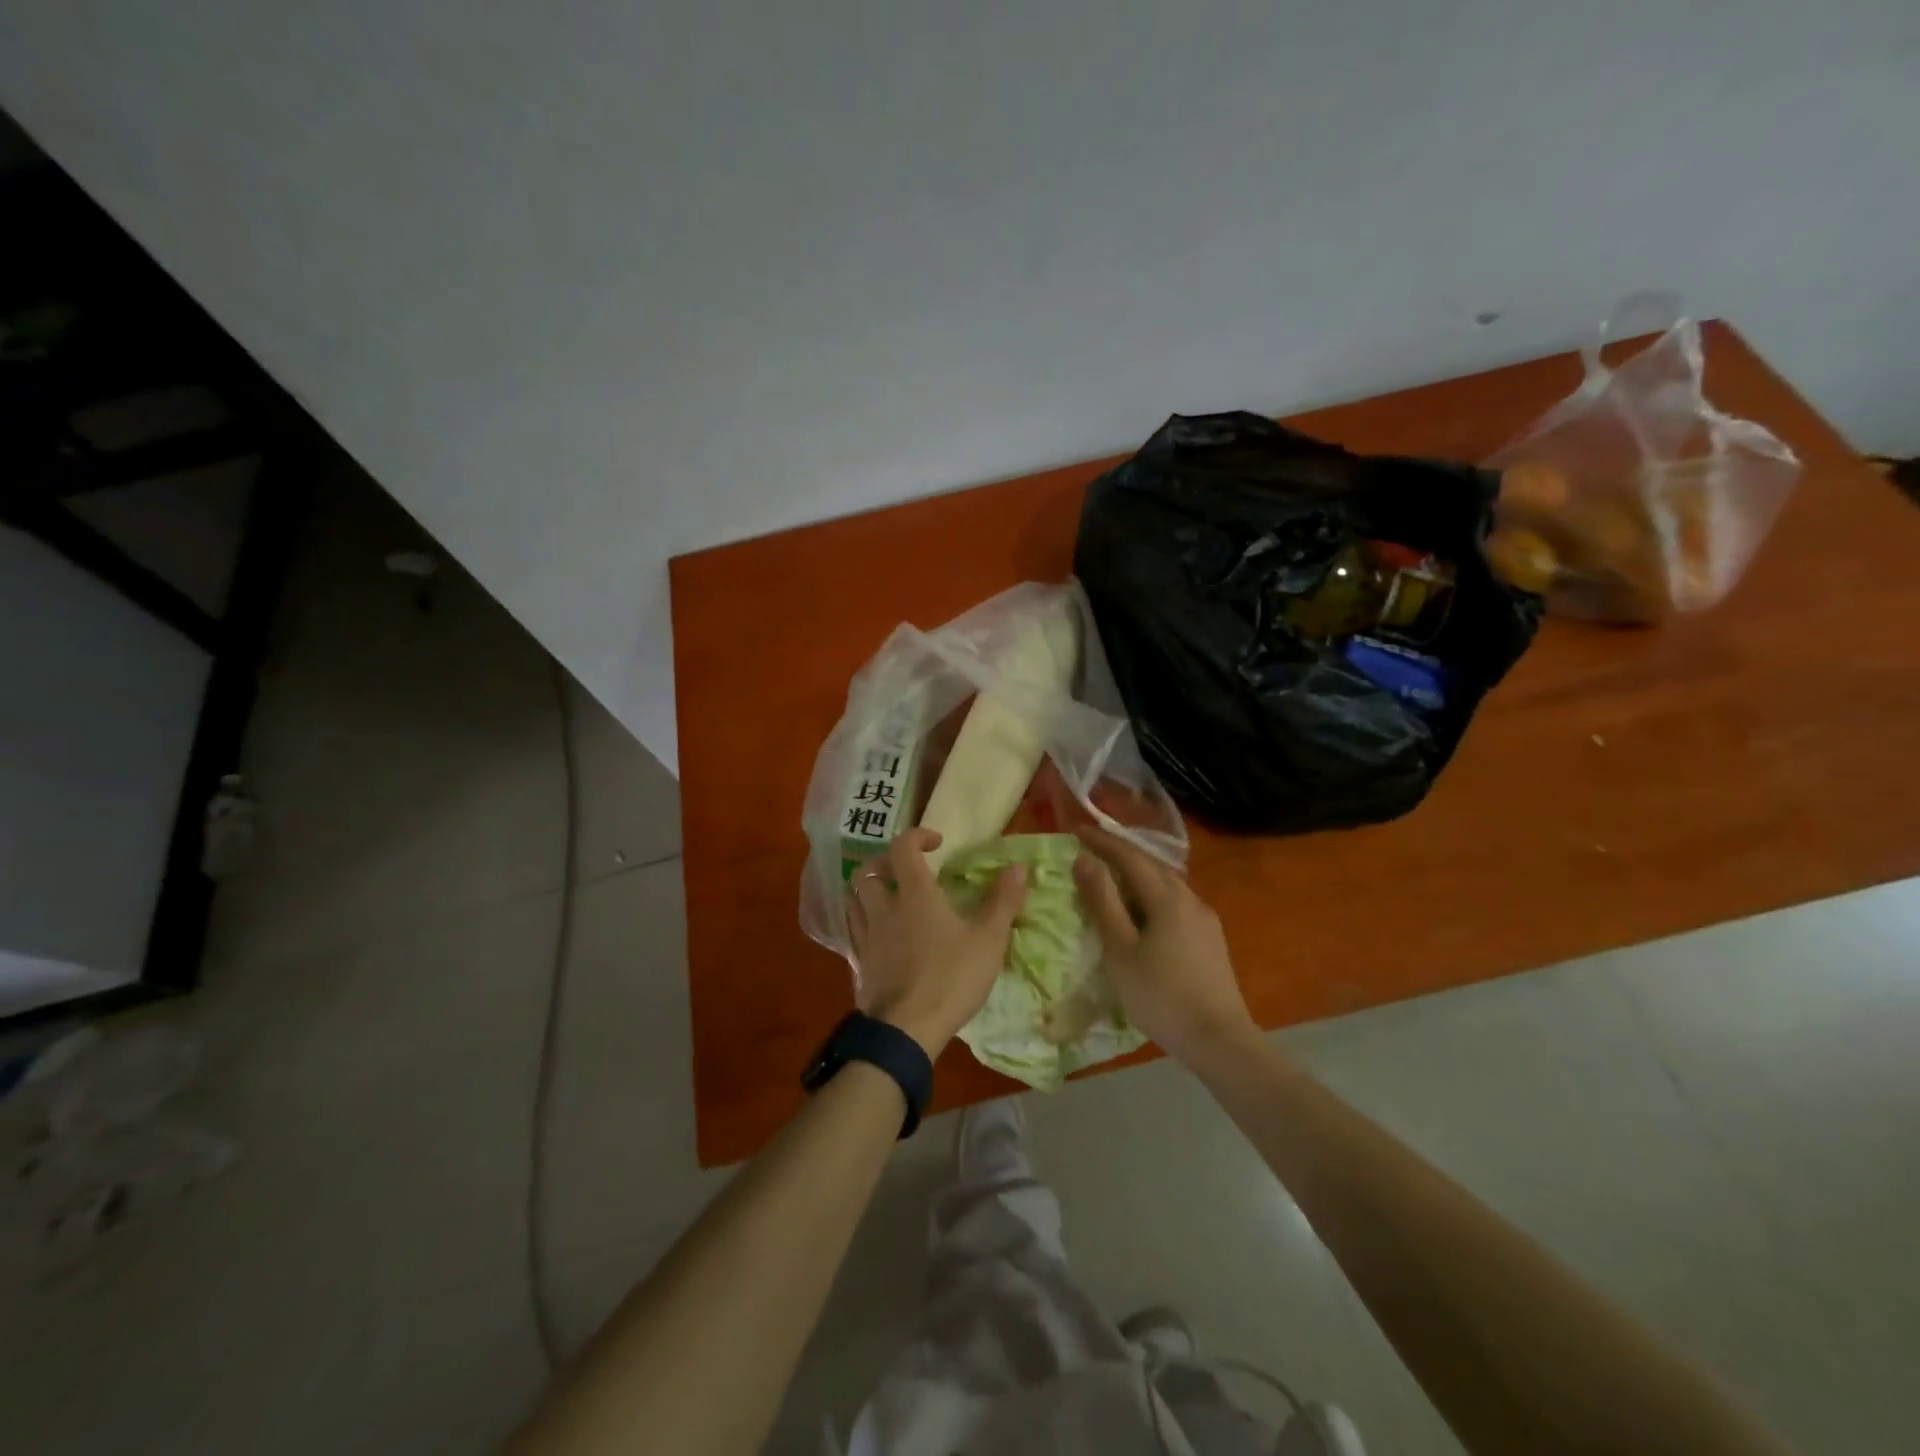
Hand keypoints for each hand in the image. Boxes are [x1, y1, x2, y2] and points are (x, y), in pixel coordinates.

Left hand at [847, 828, 1026, 1057]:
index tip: (937, 844)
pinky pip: (855, 930)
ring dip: (870, 890)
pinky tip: (883, 935)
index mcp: (914, 894)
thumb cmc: (951, 978)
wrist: (906, 1031)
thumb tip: (1018, 867)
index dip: (917, 837)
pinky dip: (866, 921)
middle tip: (908, 871)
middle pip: (868, 871)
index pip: (902, 848)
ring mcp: (866, 936)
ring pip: (854, 899)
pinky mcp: (859, 963)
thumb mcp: (988, 940)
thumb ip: (1003, 901)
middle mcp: (883, 908)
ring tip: (891, 898)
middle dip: (886, 863)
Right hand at [1073, 826, 1257, 1065]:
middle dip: (1120, 854)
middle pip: (1151, 865)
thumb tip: (1084, 859)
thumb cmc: (1161, 995)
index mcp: (1167, 897)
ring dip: (1137, 875)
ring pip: (1165, 884)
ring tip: (1111, 880)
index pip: (1130, 855)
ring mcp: (1204, 919)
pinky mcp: (1210, 939)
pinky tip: (1142, 913)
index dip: (1102, 841)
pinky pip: (1175, 903)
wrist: (1219, 1040)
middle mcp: (1190, 898)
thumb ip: (1102, 901)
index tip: (1076, 830)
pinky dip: (1151, 896)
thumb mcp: (1120, 949)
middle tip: (1090, 851)